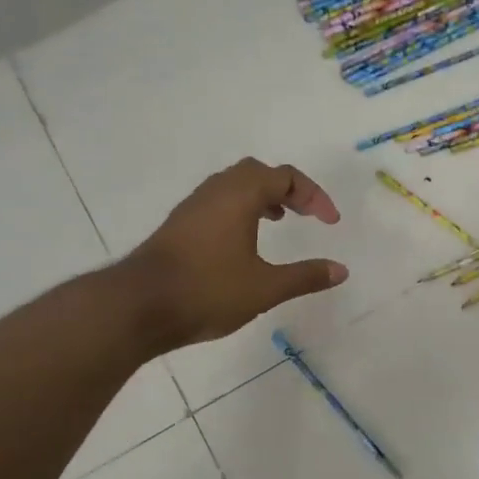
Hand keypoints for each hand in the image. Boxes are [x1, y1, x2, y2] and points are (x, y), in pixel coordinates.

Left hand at [124, 159, 347, 351]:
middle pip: (258, 172)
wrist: (138, 306)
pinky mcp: (179, 225)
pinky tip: (243, 242)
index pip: (286, 177)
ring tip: (279, 221)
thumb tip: (341, 270)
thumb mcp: (265, 288)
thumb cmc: (207, 291)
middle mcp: (216, 191)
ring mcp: (193, 207)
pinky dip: (240, 209)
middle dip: (287, 188)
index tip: (330, 223)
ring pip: (234, 185)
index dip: (314, 196)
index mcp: (240, 195)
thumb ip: (305, 277)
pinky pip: (218, 201)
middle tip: (305, 214)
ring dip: (261, 197)